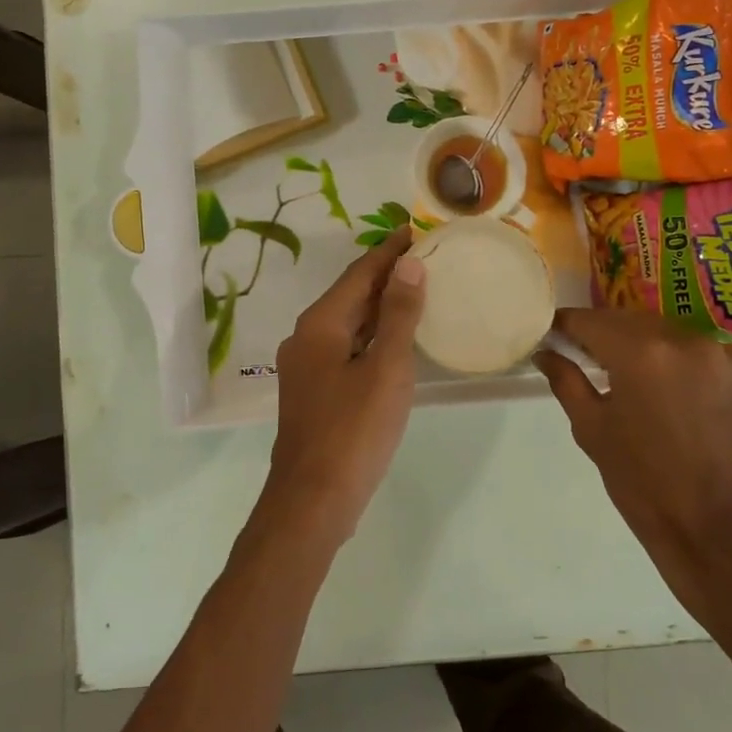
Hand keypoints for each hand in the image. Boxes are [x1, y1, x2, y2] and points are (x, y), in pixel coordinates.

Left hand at [257, 228, 425, 547]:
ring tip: (417, 292)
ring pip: (347, 324)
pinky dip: (372, 337)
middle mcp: (305, 338)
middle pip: (350, 296)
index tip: (416, 230)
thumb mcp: (386, 369)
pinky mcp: (313, 392)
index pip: (359, 274)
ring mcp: (306, 367)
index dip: (389, 251)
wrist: (313, 500)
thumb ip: (398, 315)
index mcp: (319, 325)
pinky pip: (345, 349)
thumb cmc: (353, 431)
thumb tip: (409, 265)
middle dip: (386, 276)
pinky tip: (395, 342)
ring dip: (380, 307)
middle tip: (426, 258)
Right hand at [535, 309, 731, 612]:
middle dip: (599, 332)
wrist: (720, 530)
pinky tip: (658, 387)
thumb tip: (545, 353)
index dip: (564, 326)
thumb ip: (566, 381)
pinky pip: (691, 350)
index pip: (590, 321)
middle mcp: (682, 340)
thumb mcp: (592, 430)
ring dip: (635, 342)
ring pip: (661, 330)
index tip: (549, 336)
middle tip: (577, 355)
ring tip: (618, 372)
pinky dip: (667, 357)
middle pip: (627, 320)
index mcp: (641, 352)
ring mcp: (717, 355)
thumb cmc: (644, 484)